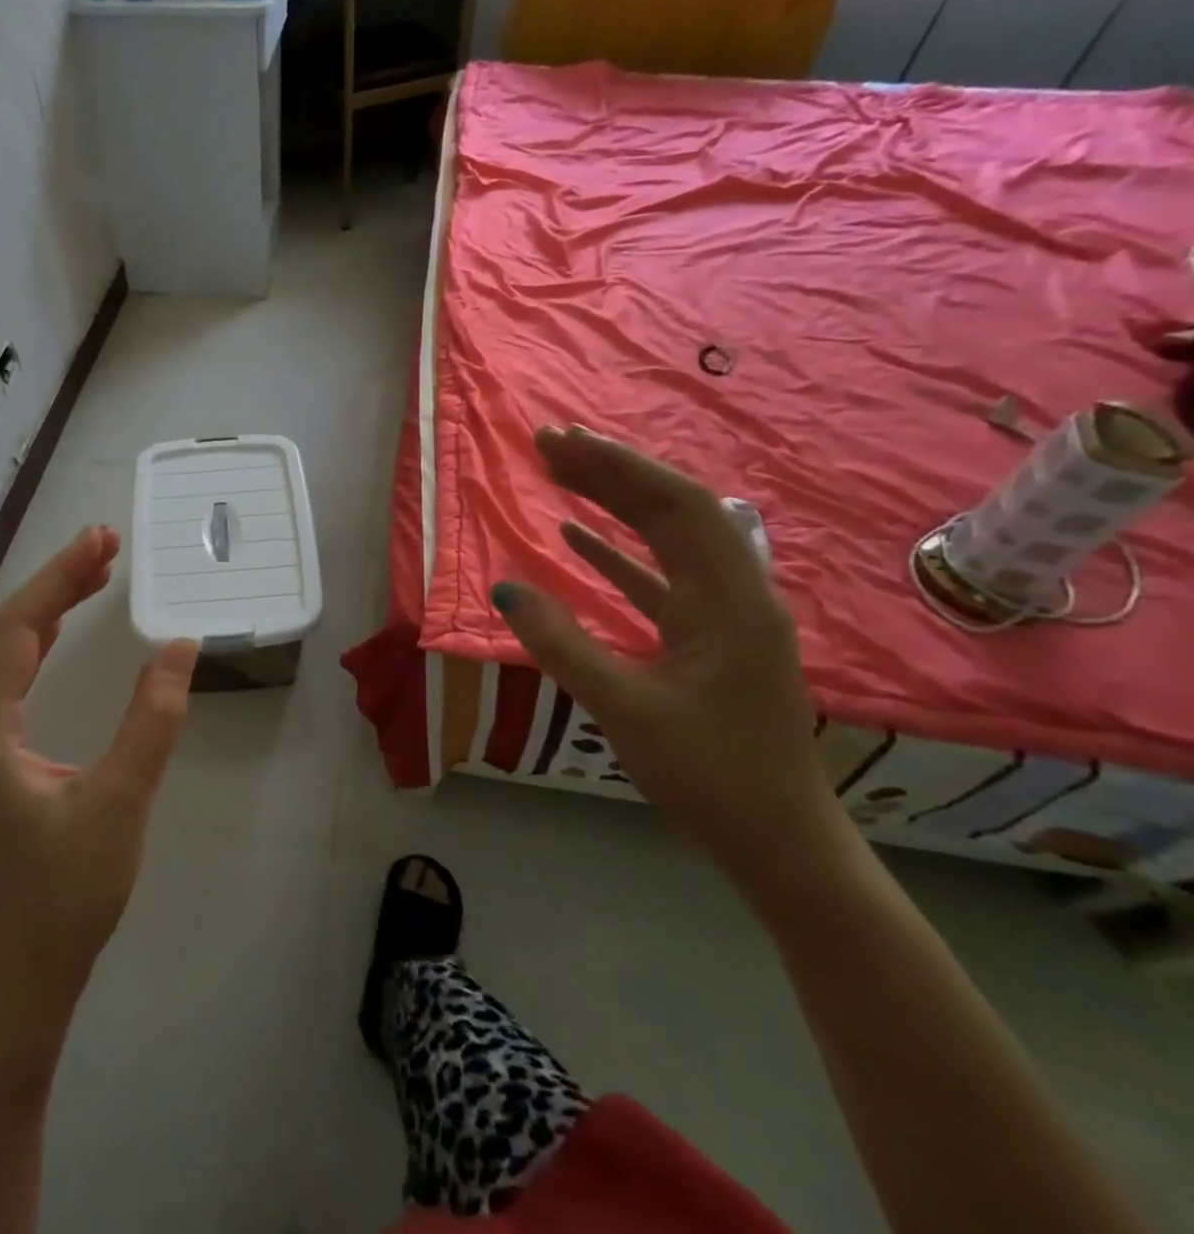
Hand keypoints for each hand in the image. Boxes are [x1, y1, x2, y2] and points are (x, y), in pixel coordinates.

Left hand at [0, 526, 198, 1024]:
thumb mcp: (119, 804)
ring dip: (46, 612)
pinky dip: (37, 649)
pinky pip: (7, 687)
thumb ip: (152, 721)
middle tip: (105, 546)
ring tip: (92, 575)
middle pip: (4, 634)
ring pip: (2, 658)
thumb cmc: (63, 901)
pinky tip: (59, 638)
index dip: (59, 577)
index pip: (16, 628)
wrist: (12, 991)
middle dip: (54, 583)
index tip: (103, 538)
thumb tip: (180, 647)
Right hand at [490, 425, 843, 883]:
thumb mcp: (624, 709)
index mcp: (729, 601)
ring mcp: (723, 615)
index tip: (560, 443)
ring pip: (666, 539)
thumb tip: (505, 589)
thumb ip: (562, 645)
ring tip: (559, 474)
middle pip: (672, 510)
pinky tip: (575, 538)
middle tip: (548, 445)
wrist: (779, 841)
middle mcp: (734, 592)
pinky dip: (617, 553)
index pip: (675, 506)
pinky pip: (659, 578)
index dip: (617, 467)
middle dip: (611, 472)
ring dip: (614, 504)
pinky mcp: (706, 638)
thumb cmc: (709, 776)